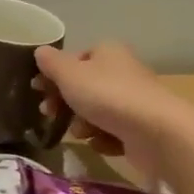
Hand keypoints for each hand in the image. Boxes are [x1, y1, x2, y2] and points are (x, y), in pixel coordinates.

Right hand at [34, 41, 193, 183]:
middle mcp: (122, 71)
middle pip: (83, 87)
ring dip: (82, 124)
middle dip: (65, 103)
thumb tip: (40, 51)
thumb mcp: (69, 74)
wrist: (155, 131)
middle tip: (50, 114)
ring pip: (95, 111)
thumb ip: (51, 63)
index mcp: (107, 52)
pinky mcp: (141, 126)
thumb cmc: (107, 95)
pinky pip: (112, 131)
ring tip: (82, 132)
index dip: (54, 74)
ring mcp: (133, 100)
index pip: (75, 59)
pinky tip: (102, 142)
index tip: (38, 90)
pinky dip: (103, 138)